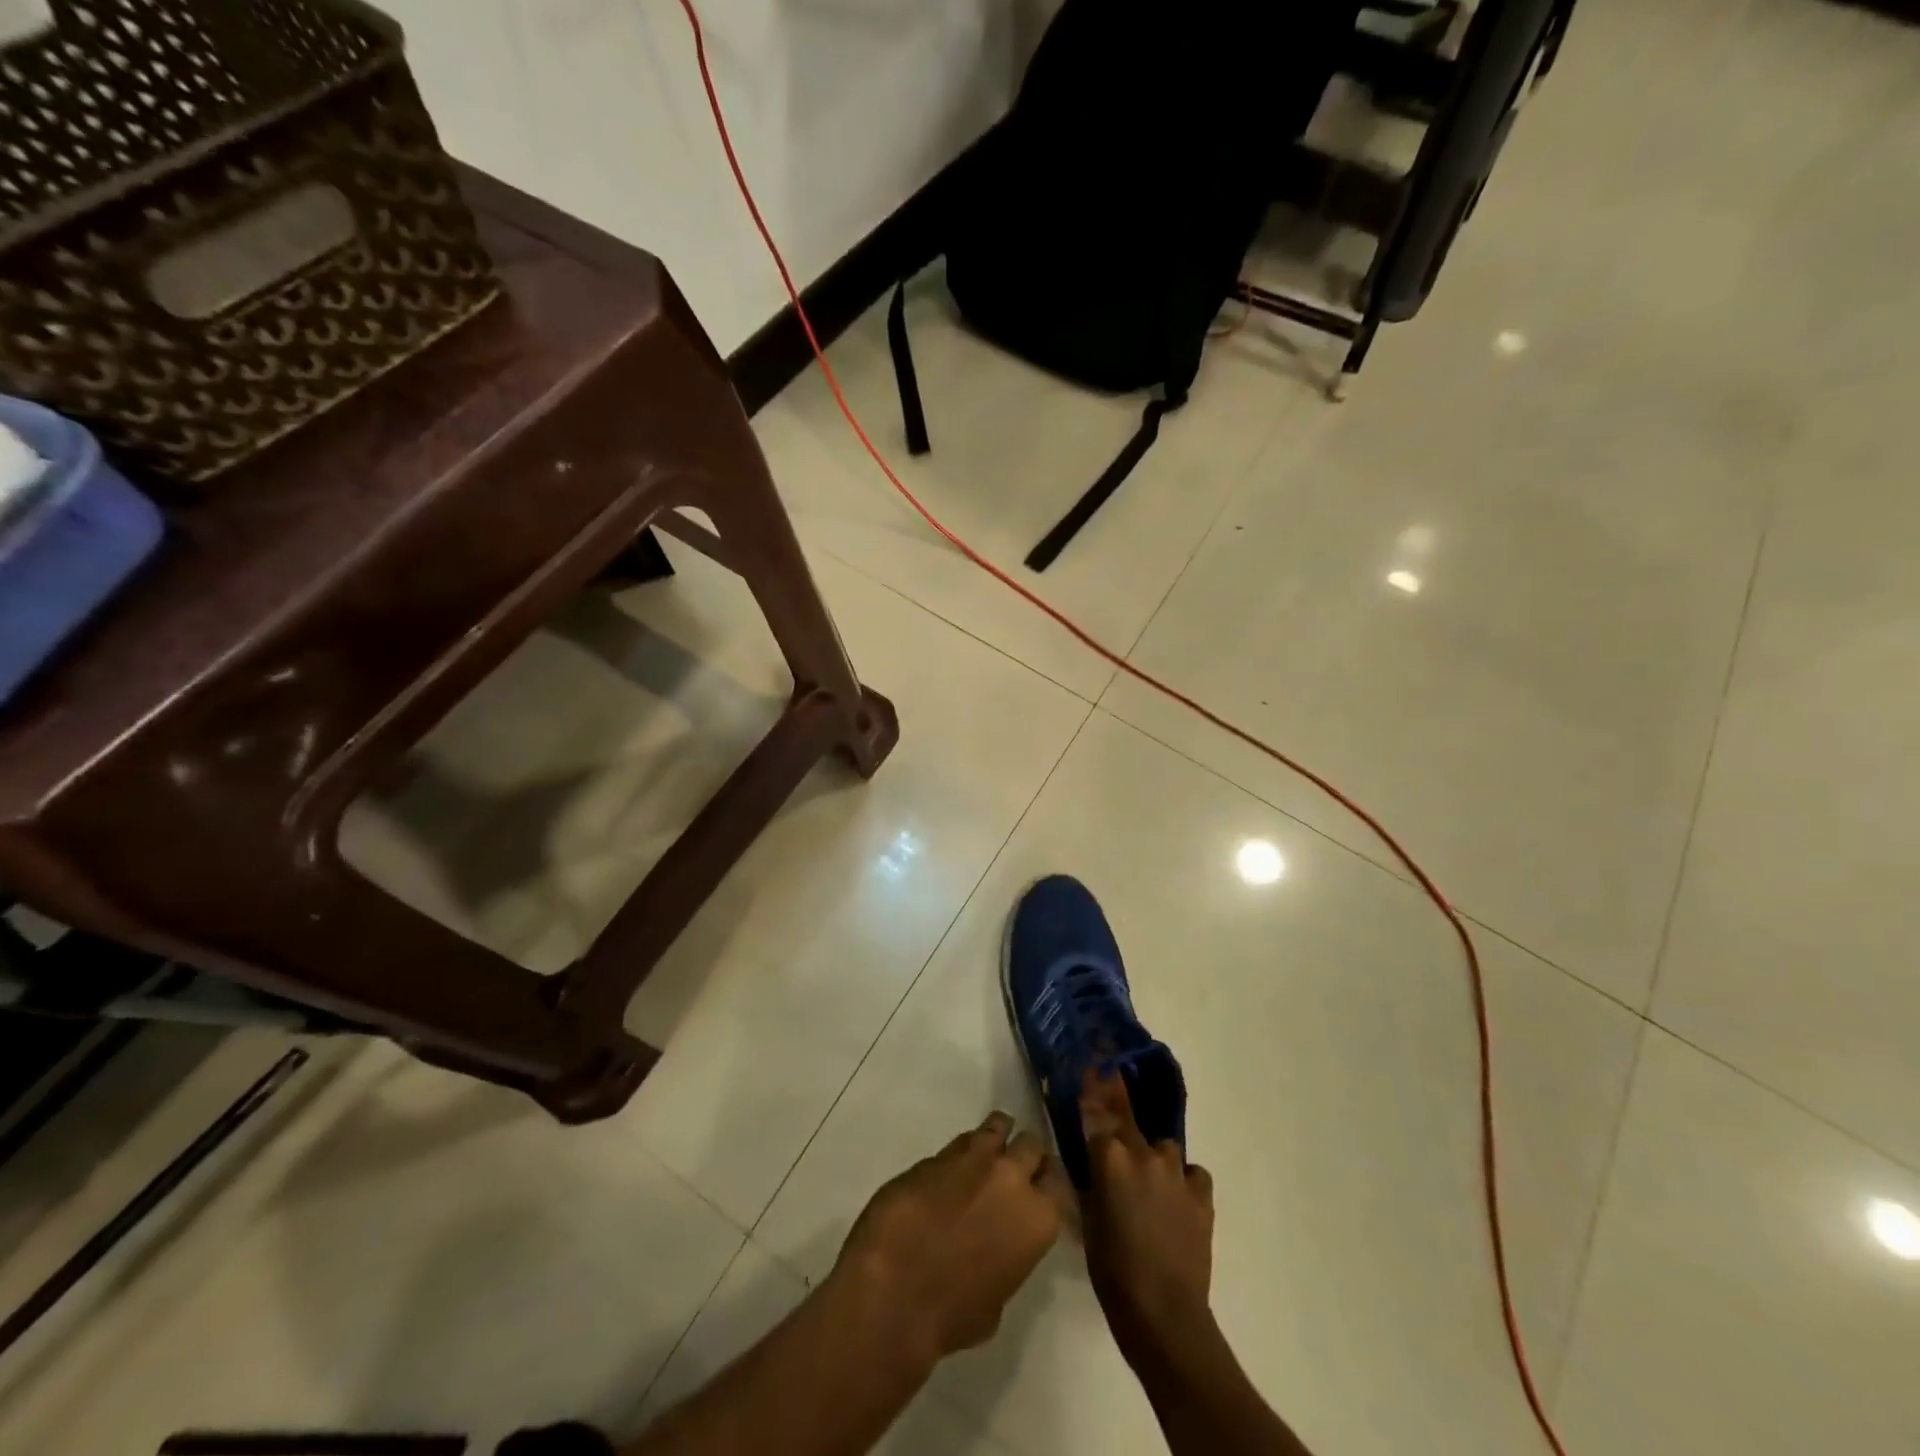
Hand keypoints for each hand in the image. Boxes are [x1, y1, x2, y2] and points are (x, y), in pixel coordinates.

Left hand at [833, 1112, 1065, 1367]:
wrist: (894, 1291)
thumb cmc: (953, 1315)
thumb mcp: (997, 1301)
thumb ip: (1007, 1260)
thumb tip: (995, 1249)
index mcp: (1037, 1218)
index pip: (1060, 1181)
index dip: (1050, 1182)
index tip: (1043, 1188)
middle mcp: (1011, 1177)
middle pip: (1031, 1144)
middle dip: (1026, 1154)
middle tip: (1016, 1168)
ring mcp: (972, 1159)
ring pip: (996, 1127)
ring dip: (995, 1137)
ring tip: (987, 1150)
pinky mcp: (935, 1154)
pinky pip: (958, 1143)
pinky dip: (959, 1153)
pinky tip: (952, 1169)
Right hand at [1079, 1070, 1214, 1359]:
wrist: (1165, 1314)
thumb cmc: (1112, 1272)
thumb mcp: (1087, 1221)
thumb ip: (1089, 1182)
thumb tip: (1088, 1161)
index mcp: (1109, 1159)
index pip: (1097, 1111)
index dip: (1093, 1084)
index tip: (1092, 1061)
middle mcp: (1143, 1154)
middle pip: (1127, 1114)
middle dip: (1117, 1093)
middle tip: (1111, 1071)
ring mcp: (1176, 1172)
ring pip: (1163, 1146)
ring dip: (1153, 1154)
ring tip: (1148, 1176)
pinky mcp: (1202, 1195)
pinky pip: (1192, 1173)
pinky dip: (1183, 1179)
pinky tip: (1178, 1197)